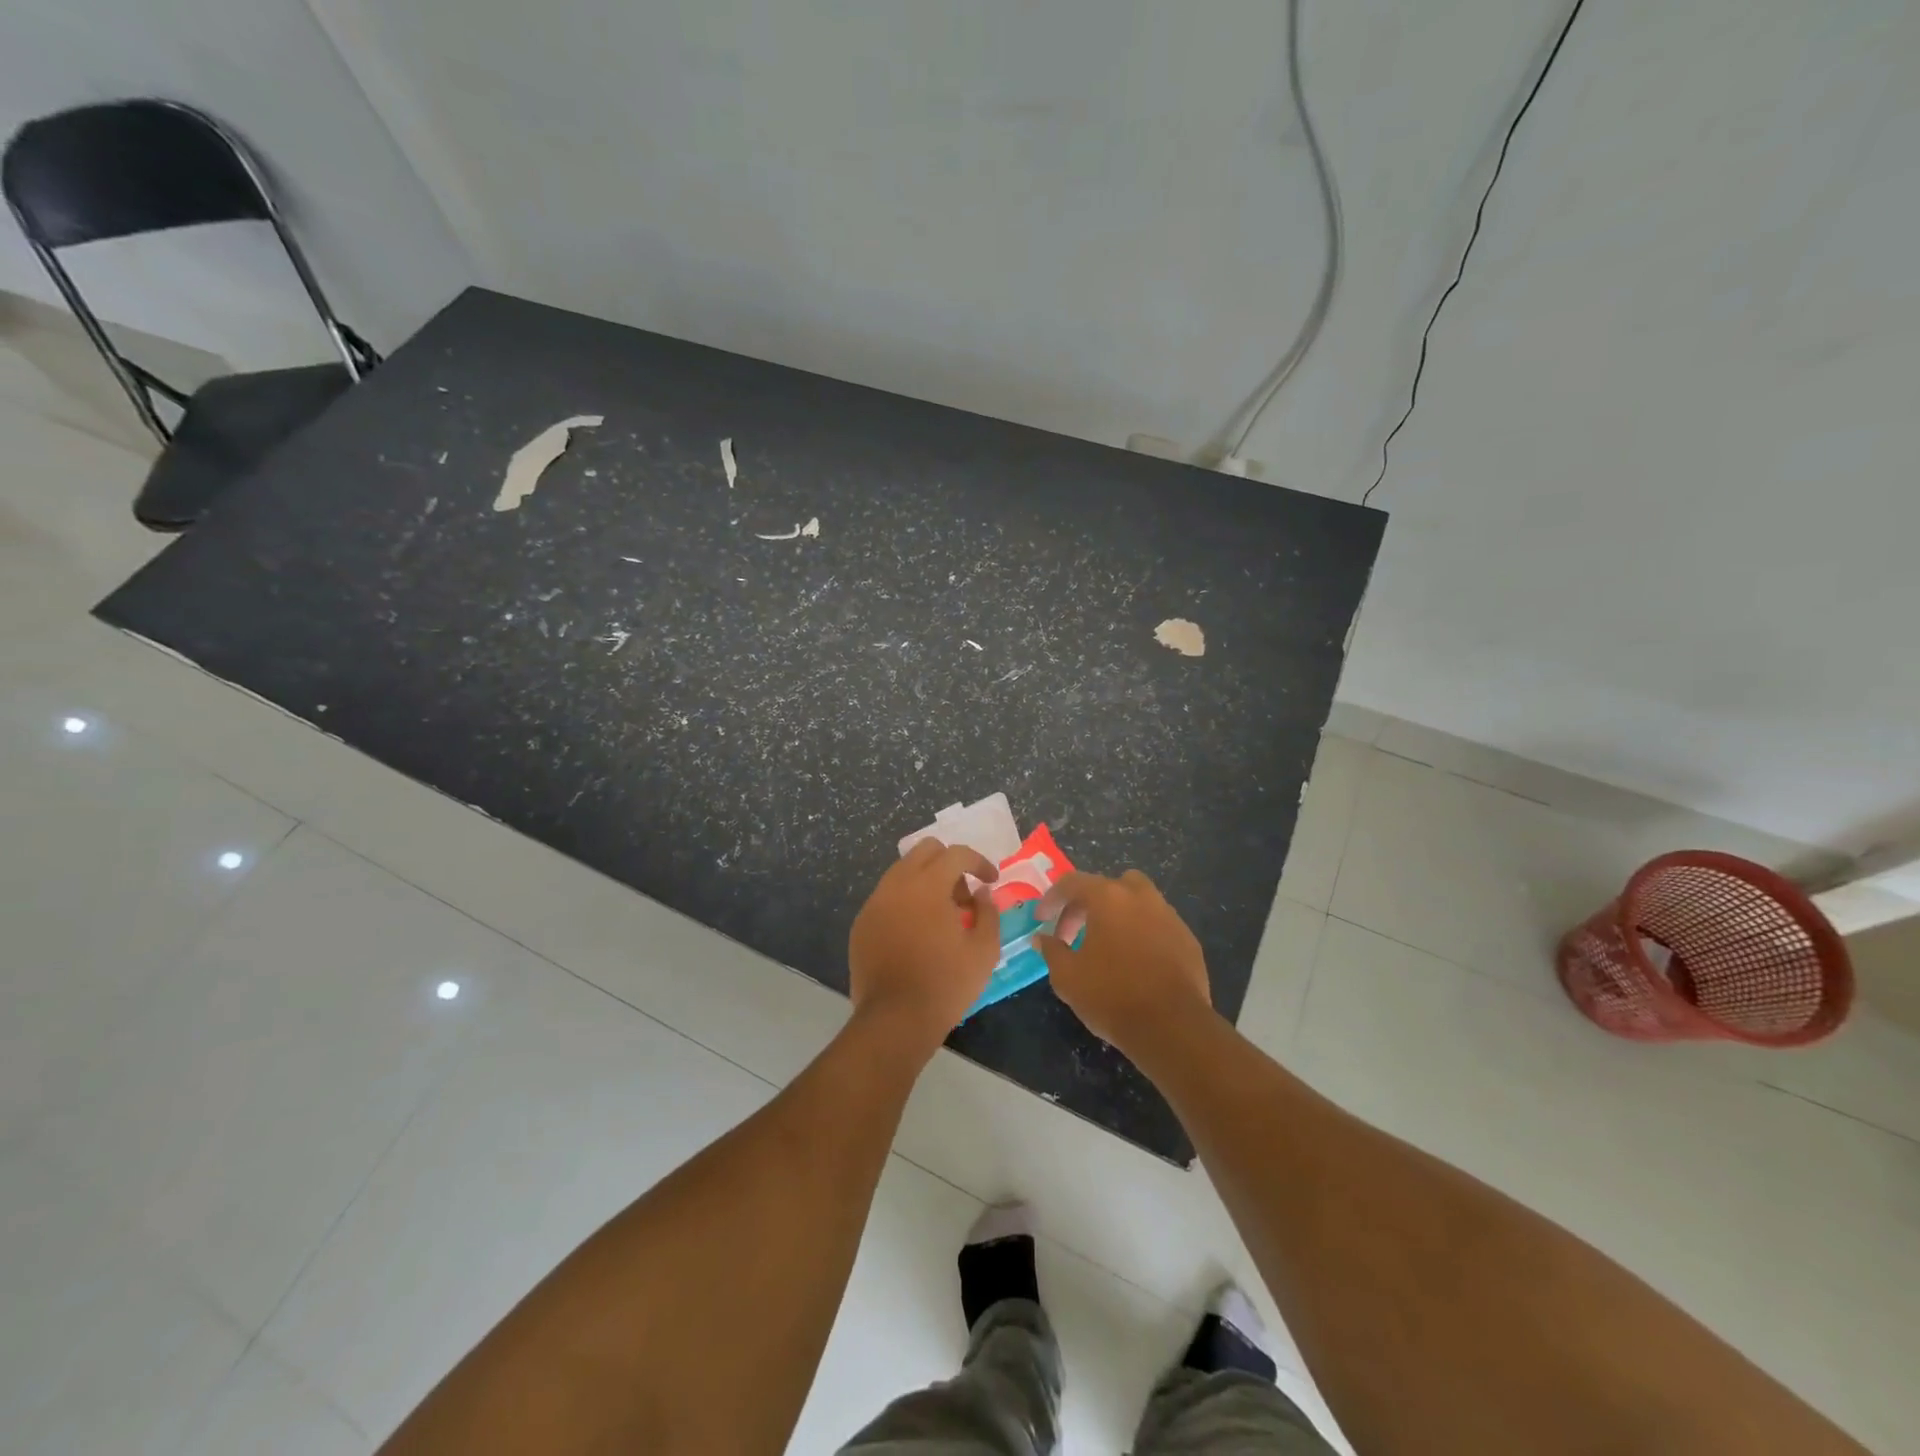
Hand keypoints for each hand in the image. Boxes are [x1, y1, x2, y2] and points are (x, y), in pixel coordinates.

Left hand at [848, 840, 1000, 1056]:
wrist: (895, 1019)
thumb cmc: (945, 984)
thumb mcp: (984, 950)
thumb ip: (988, 912)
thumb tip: (982, 893)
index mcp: (927, 885)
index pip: (956, 854)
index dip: (979, 862)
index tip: (991, 881)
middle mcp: (896, 884)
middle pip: (925, 851)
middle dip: (950, 864)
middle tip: (964, 896)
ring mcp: (875, 903)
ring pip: (903, 872)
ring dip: (927, 882)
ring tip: (942, 917)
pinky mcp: (862, 923)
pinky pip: (888, 897)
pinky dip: (906, 902)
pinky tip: (917, 933)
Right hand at [1035, 870, 1211, 1054]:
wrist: (1173, 1027)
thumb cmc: (1112, 996)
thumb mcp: (1068, 977)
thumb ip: (1052, 951)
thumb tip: (1042, 938)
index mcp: (1108, 898)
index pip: (1072, 883)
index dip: (1052, 899)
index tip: (1041, 919)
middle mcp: (1141, 897)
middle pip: (1110, 885)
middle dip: (1088, 904)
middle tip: (1074, 934)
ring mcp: (1169, 916)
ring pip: (1139, 902)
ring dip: (1118, 916)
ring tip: (1106, 946)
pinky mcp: (1188, 939)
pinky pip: (1158, 925)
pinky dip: (1142, 934)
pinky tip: (1135, 963)